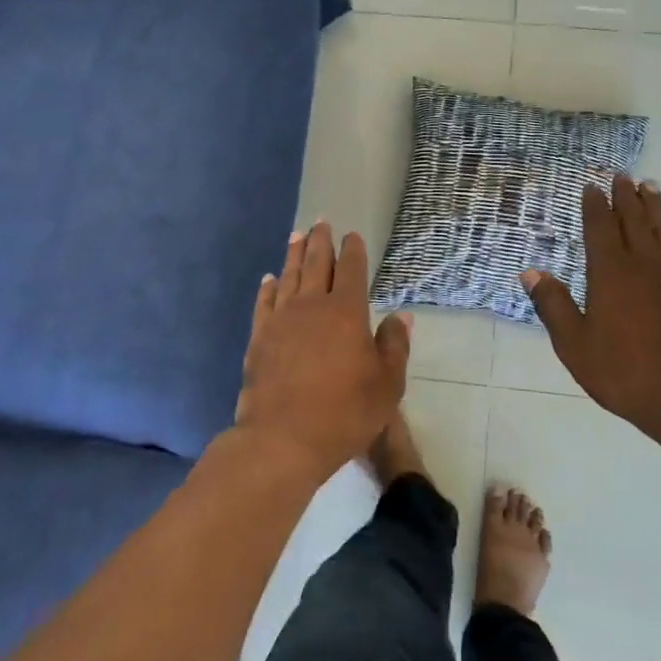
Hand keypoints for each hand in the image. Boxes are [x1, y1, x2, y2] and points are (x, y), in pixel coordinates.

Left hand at [234, 223, 408, 481]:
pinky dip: (268, 287)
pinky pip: (264, 303)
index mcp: (346, 311)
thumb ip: (394, 346)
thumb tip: (400, 316)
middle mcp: (311, 306)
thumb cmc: (344, 413)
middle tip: (321, 221)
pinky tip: (269, 279)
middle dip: (320, 241)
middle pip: (316, 264)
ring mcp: (281, 320)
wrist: (283, 438)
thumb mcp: (387, 384)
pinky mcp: (259, 338)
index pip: (351, 270)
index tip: (352, 235)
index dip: (353, 250)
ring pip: (288, 277)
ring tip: (296, 235)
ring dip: (293, 254)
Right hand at [521, 176, 660, 442]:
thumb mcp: (575, 344)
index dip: (594, 206)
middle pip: (633, 220)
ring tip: (649, 187)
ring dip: (653, 208)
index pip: (600, 228)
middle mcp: (642, 265)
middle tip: (622, 175)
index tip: (591, 186)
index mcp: (610, 273)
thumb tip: (530, 272)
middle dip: (625, 196)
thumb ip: (553, 305)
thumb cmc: (624, 370)